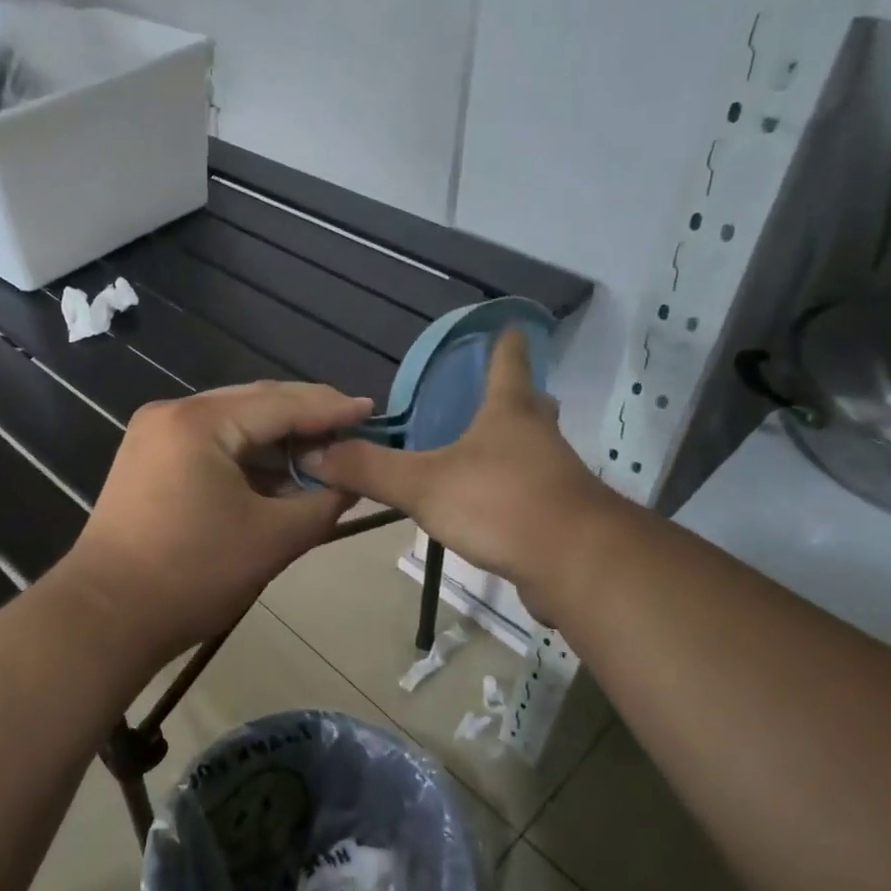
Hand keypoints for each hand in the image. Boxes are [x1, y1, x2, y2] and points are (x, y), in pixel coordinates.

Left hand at [60, 381, 372, 657]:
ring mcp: (155, 435)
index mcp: (200, 422)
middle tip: (353, 428)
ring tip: (324, 453)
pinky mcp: (148, 460)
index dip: (331, 409)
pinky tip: (279, 472)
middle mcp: (173, 414)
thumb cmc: (192, 575)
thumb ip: (322, 504)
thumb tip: (351, 482)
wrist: (105, 617)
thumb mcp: (273, 540)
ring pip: (233, 424)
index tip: (373, 410)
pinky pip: (211, 445)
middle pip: (255, 404)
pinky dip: (247, 457)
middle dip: (306, 419)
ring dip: (277, 440)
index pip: (281, 403)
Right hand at [301, 329, 620, 615]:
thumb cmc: (501, 503)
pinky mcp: (559, 515)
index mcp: (509, 411)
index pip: (509, 360)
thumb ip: (368, 469)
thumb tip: (313, 452)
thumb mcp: (423, 484)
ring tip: (474, 453)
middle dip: (512, 396)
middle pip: (529, 404)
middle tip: (481, 397)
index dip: (504, 342)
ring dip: (509, 446)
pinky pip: (531, 491)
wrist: (576, 564)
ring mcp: (555, 475)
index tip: (506, 326)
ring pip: (532, 449)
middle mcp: (538, 435)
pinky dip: (510, 490)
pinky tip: (486, 506)